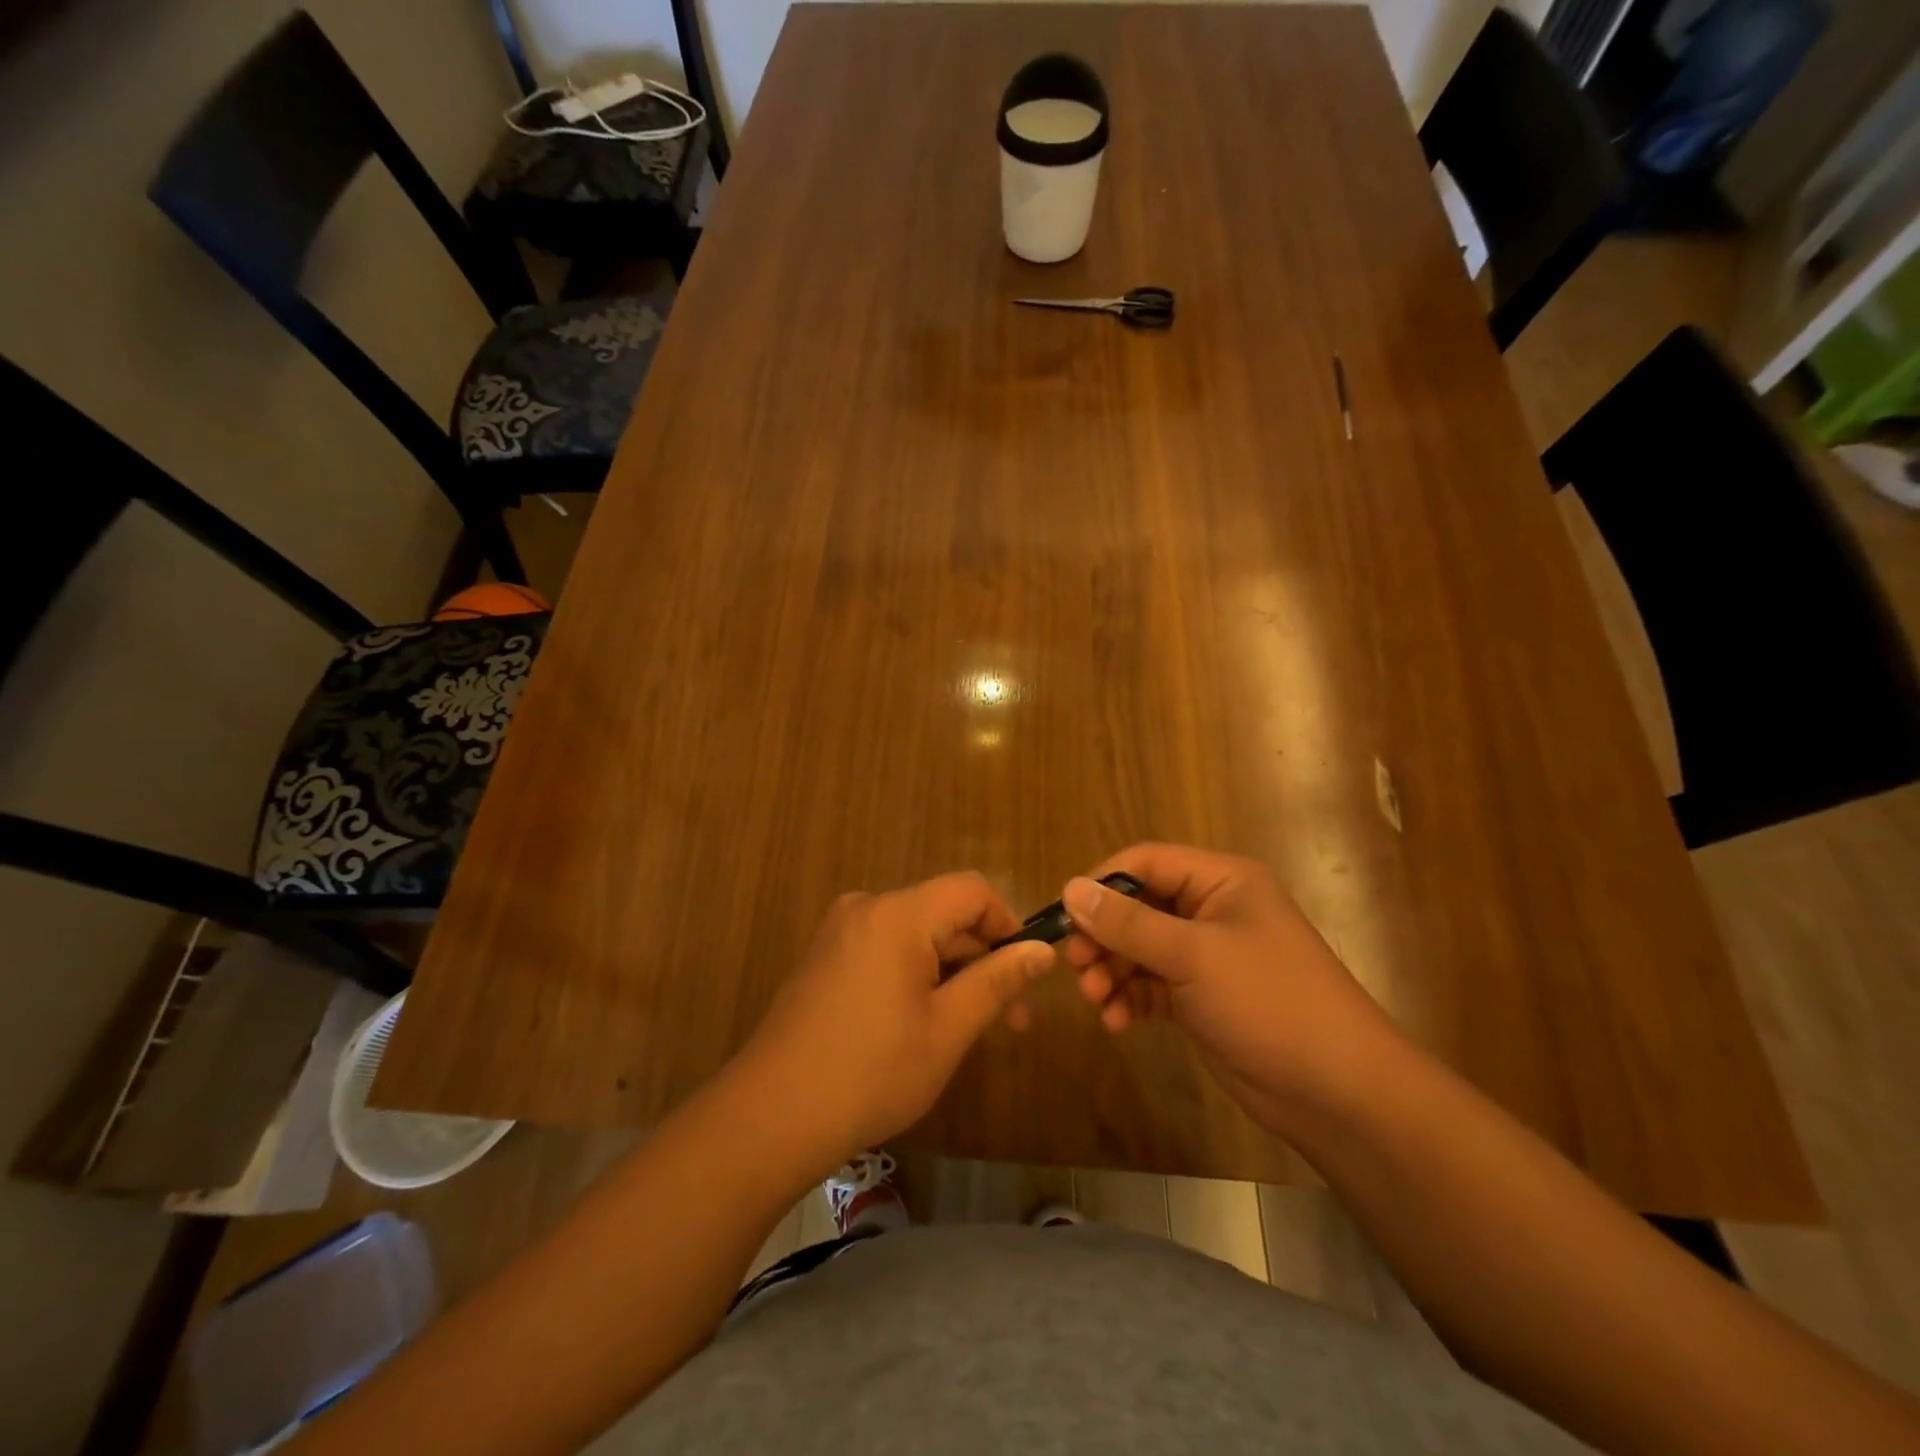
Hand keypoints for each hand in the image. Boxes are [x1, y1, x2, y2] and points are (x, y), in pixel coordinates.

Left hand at [737, 873, 1054, 1165]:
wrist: (771, 1116)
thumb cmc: (872, 1072)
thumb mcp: (948, 1029)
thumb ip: (997, 981)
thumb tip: (1042, 952)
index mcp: (898, 914)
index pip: (972, 890)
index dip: (1007, 924)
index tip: (1026, 974)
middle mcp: (866, 908)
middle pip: (943, 913)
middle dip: (982, 959)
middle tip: (1009, 1020)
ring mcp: (839, 933)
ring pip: (916, 935)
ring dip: (951, 972)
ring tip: (968, 1030)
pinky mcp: (824, 959)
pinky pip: (885, 950)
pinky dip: (915, 976)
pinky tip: (921, 1025)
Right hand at [1061, 844, 1397, 1130]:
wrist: (1338, 1093)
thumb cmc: (1269, 1003)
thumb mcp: (1193, 956)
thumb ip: (1128, 923)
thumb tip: (1070, 888)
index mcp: (1222, 880)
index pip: (1147, 862)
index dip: (1103, 883)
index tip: (1067, 916)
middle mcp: (1212, 910)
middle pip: (1139, 907)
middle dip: (1105, 936)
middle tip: (1075, 965)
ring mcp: (1208, 956)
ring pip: (1140, 949)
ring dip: (1112, 972)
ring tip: (1094, 1000)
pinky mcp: (1202, 998)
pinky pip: (1152, 985)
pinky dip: (1130, 999)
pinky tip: (1116, 1021)